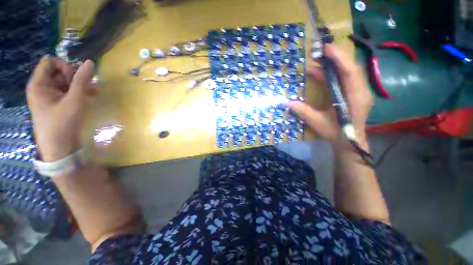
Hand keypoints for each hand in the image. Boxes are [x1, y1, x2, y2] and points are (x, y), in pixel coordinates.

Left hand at [26, 57, 97, 161]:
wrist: (59, 146)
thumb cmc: (62, 123)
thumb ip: (81, 80)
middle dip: (75, 77)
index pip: (50, 62)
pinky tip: (91, 96)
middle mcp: (42, 87)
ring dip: (81, 85)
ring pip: (66, 82)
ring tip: (95, 92)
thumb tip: (90, 62)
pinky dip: (80, 91)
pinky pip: (68, 91)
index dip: (64, 66)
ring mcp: (50, 95)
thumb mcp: (74, 100)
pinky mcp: (57, 102)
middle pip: (59, 71)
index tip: (74, 79)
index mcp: (39, 84)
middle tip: (88, 86)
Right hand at [289, 44, 371, 147]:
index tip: (326, 49)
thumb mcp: (317, 122)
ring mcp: (360, 92)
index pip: (350, 73)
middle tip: (320, 52)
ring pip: (350, 72)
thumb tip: (286, 102)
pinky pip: (347, 78)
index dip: (339, 59)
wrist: (350, 142)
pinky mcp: (356, 93)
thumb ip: (303, 111)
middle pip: (351, 68)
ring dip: (335, 65)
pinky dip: (336, 73)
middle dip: (336, 58)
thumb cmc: (336, 133)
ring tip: (319, 60)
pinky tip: (324, 73)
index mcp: (354, 98)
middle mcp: (361, 91)